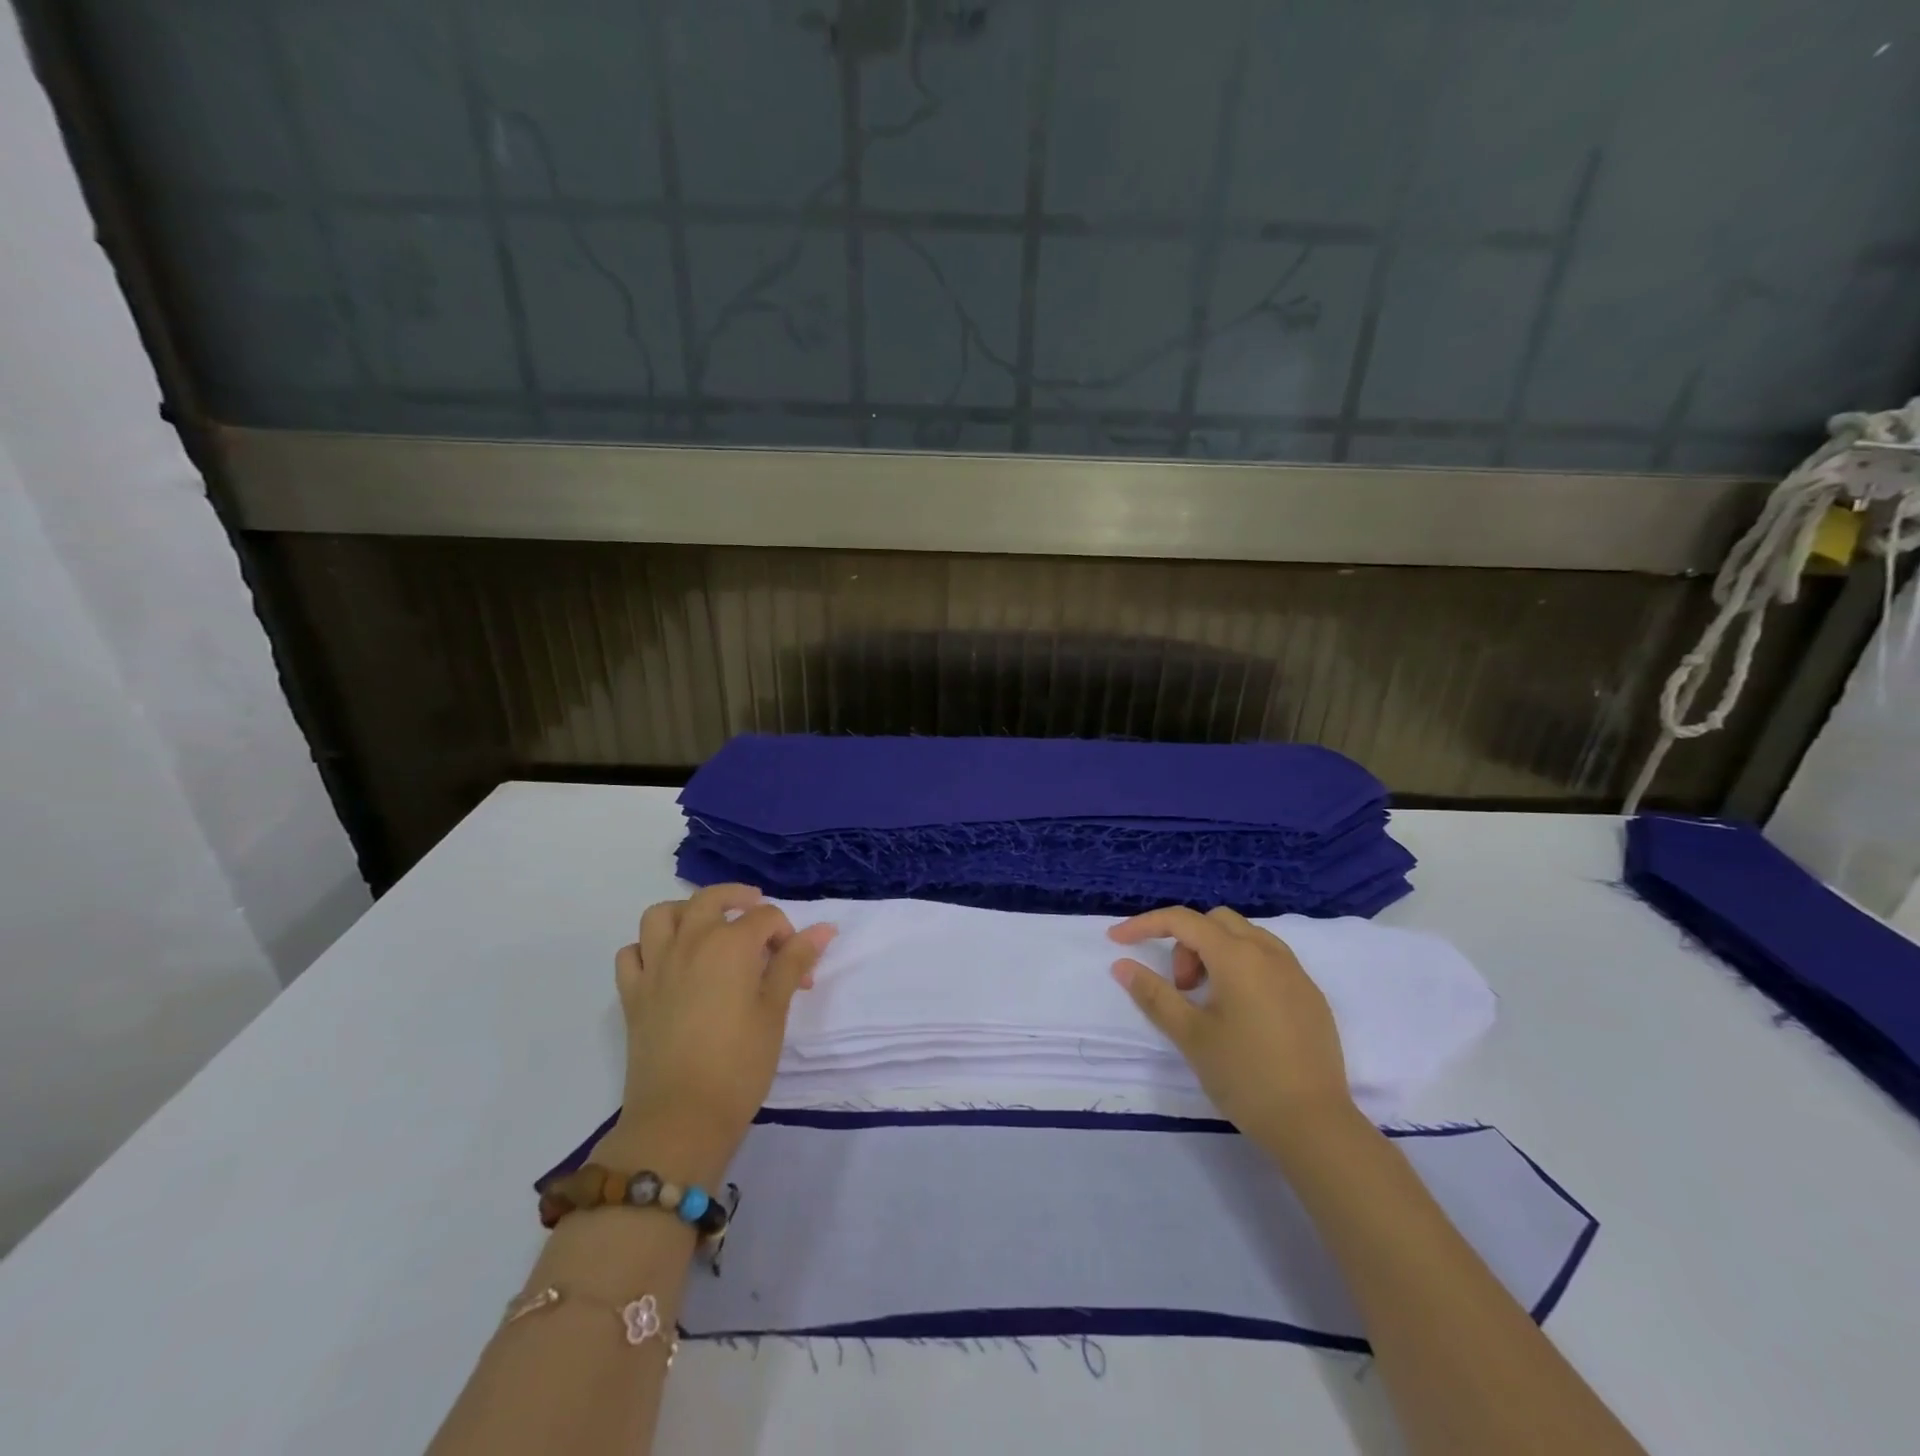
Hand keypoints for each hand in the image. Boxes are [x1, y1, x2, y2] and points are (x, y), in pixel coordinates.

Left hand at [598, 884, 833, 1183]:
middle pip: (710, 899)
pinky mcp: (632, 994)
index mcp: (729, 944)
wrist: (680, 1118)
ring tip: (706, 929)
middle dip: (738, 898)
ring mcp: (654, 966)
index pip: (765, 917)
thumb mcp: (775, 1011)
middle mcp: (689, 943)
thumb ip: (793, 962)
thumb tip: (824, 928)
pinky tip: (668, 965)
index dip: (786, 935)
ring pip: (662, 915)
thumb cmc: (739, 1064)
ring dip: (686, 912)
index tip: (796, 968)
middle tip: (756, 914)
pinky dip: (649, 948)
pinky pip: (632, 953)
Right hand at [1109, 906, 1356, 1154]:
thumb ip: (1154, 994)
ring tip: (1207, 1000)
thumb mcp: (1190, 1035)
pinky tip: (1240, 1012)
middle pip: (1215, 921)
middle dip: (1186, 942)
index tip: (1117, 941)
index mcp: (1237, 956)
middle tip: (1180, 988)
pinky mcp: (1311, 996)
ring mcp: (1296, 973)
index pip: (1182, 920)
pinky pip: (1269, 960)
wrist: (1315, 1125)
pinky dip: (1243, 967)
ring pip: (1245, 937)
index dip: (1145, 924)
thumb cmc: (1245, 1075)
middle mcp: (1269, 953)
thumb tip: (1122, 965)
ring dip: (1215, 952)